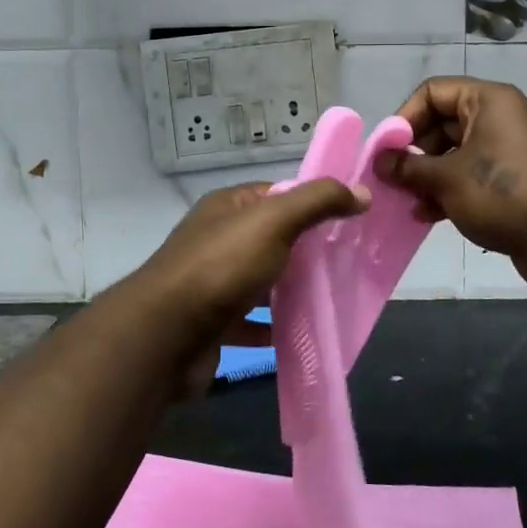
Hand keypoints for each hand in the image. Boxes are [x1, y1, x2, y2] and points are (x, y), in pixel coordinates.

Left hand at [134, 178, 368, 394]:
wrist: (166, 335)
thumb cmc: (222, 267)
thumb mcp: (275, 221)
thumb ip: (317, 202)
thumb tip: (361, 192)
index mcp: (227, 207)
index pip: (276, 195)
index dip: (310, 204)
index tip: (347, 222)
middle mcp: (216, 239)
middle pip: (271, 239)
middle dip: (306, 251)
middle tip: (346, 263)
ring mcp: (211, 282)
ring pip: (261, 281)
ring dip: (290, 290)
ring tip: (331, 299)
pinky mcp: (212, 323)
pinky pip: (250, 321)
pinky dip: (273, 326)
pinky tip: (299, 334)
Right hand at [376, 77, 526, 289]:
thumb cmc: (501, 193)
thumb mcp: (446, 178)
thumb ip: (408, 167)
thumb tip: (381, 162)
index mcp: (488, 101)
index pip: (433, 92)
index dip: (405, 117)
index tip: (388, 150)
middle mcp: (500, 118)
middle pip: (442, 124)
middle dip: (414, 152)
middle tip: (392, 179)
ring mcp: (509, 151)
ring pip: (455, 154)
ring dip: (427, 176)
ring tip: (406, 200)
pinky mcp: (513, 182)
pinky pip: (471, 176)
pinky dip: (449, 191)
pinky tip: (427, 215)